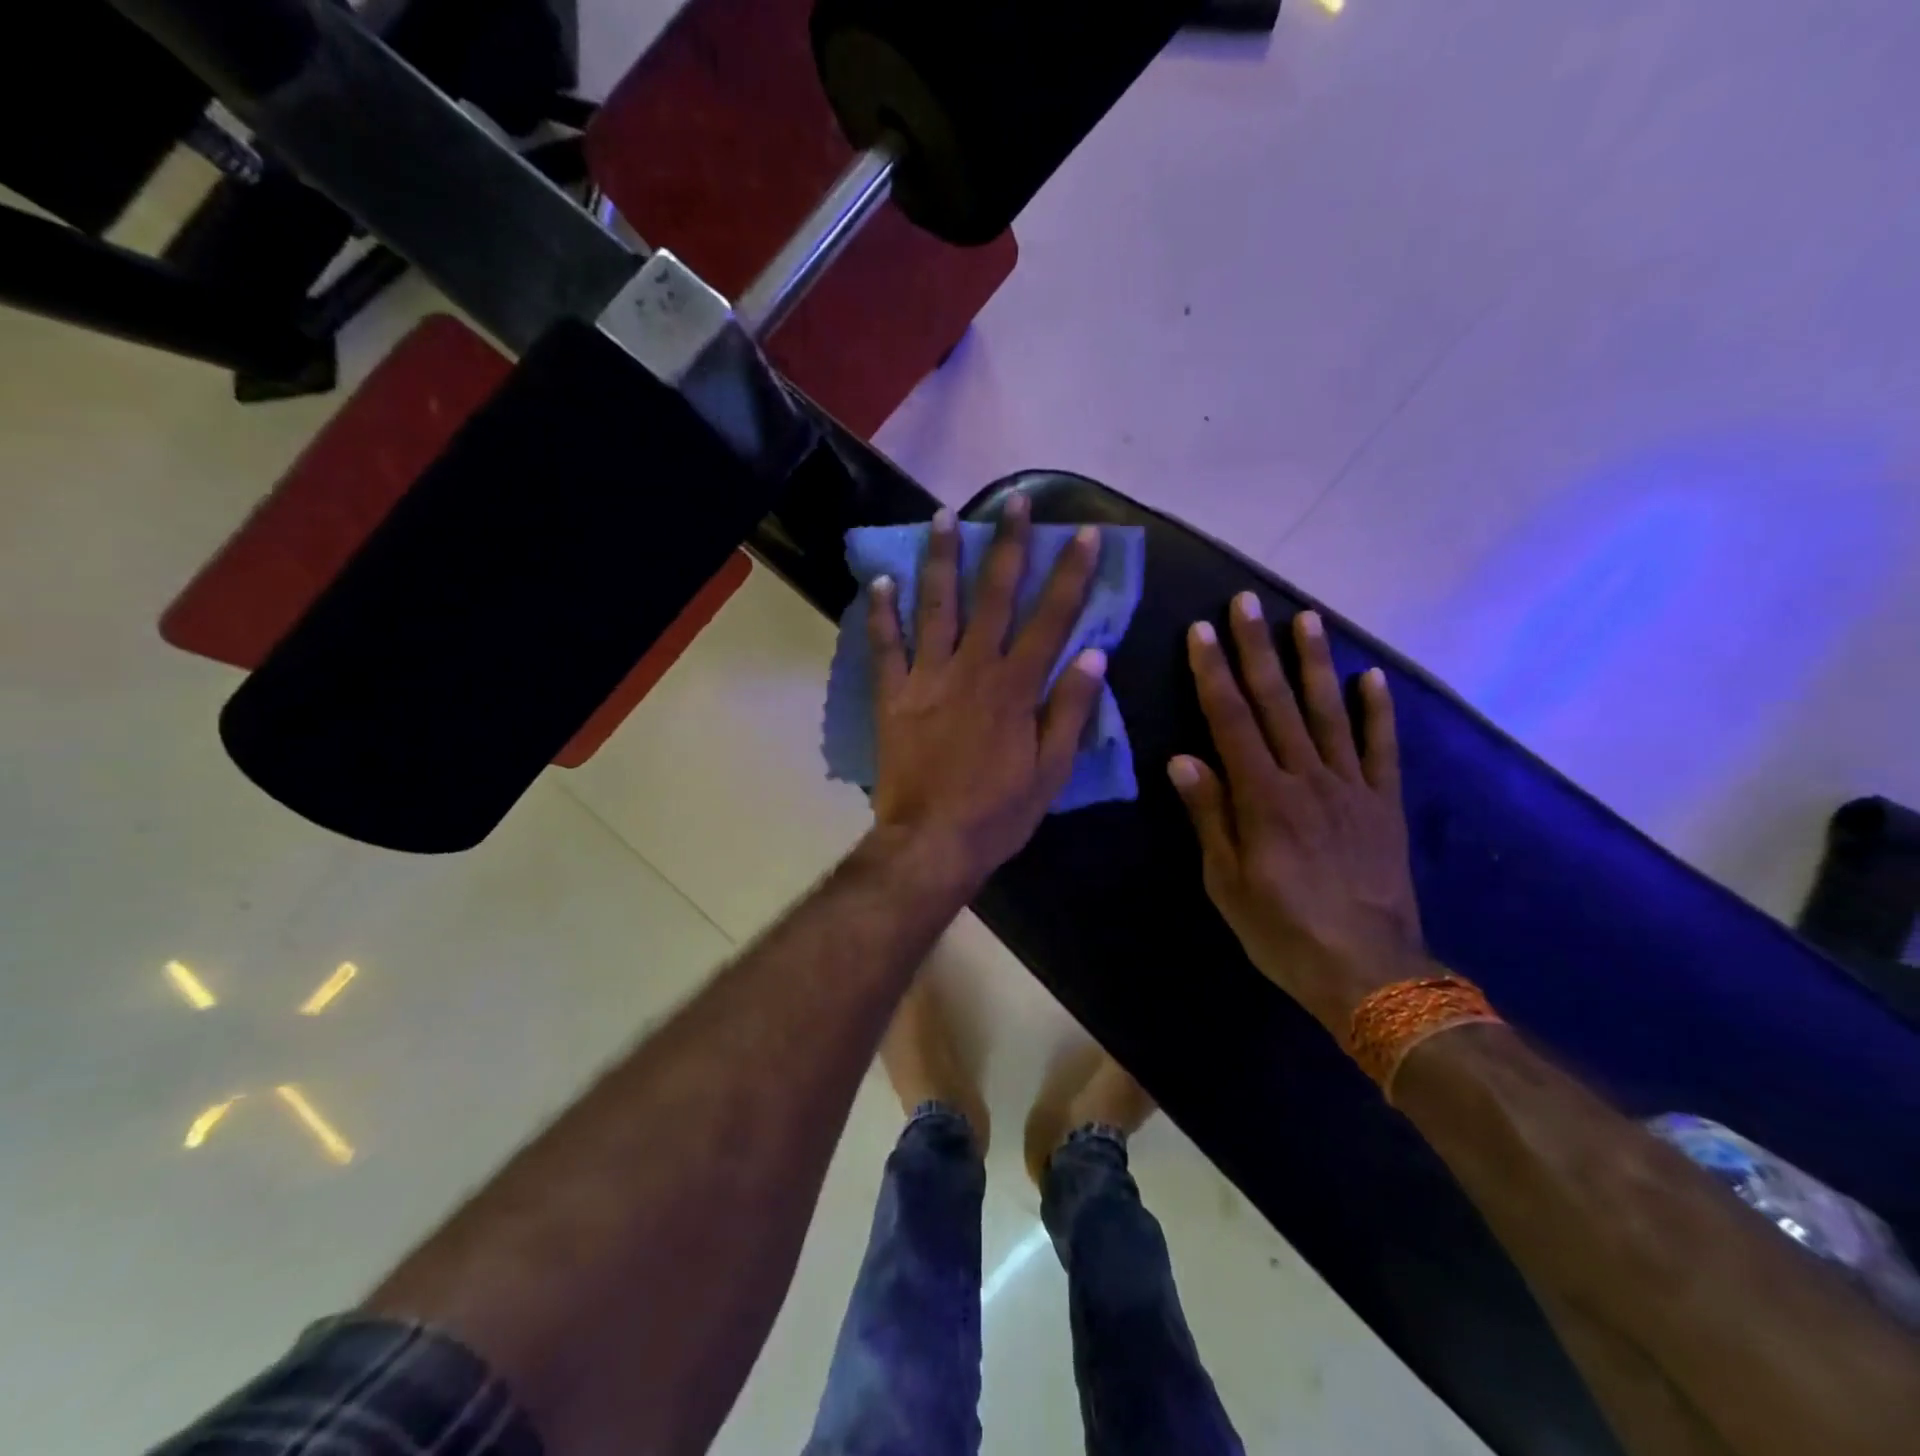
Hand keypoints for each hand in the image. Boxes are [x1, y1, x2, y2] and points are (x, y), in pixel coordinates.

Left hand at [868, 498, 1108, 890]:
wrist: (931, 843)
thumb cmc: (999, 812)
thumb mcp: (1052, 770)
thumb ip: (1071, 710)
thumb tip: (1094, 655)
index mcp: (1017, 687)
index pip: (1052, 618)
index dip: (1072, 574)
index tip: (1084, 534)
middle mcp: (974, 668)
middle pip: (995, 595)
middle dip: (1009, 545)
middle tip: (1016, 503)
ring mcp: (928, 678)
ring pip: (937, 606)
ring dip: (942, 559)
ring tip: (944, 516)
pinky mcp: (893, 696)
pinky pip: (886, 647)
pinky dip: (882, 613)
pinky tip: (882, 580)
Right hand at [1169, 593, 1426, 1033]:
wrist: (1369, 972)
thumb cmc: (1281, 930)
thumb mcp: (1226, 881)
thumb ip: (1208, 814)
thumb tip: (1182, 757)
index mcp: (1261, 796)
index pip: (1230, 720)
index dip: (1213, 672)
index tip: (1202, 631)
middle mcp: (1306, 778)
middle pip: (1277, 702)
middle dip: (1257, 649)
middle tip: (1246, 602)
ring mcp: (1351, 787)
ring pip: (1329, 712)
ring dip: (1314, 663)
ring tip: (1306, 619)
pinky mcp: (1384, 805)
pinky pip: (1382, 749)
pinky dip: (1378, 711)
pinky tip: (1372, 677)